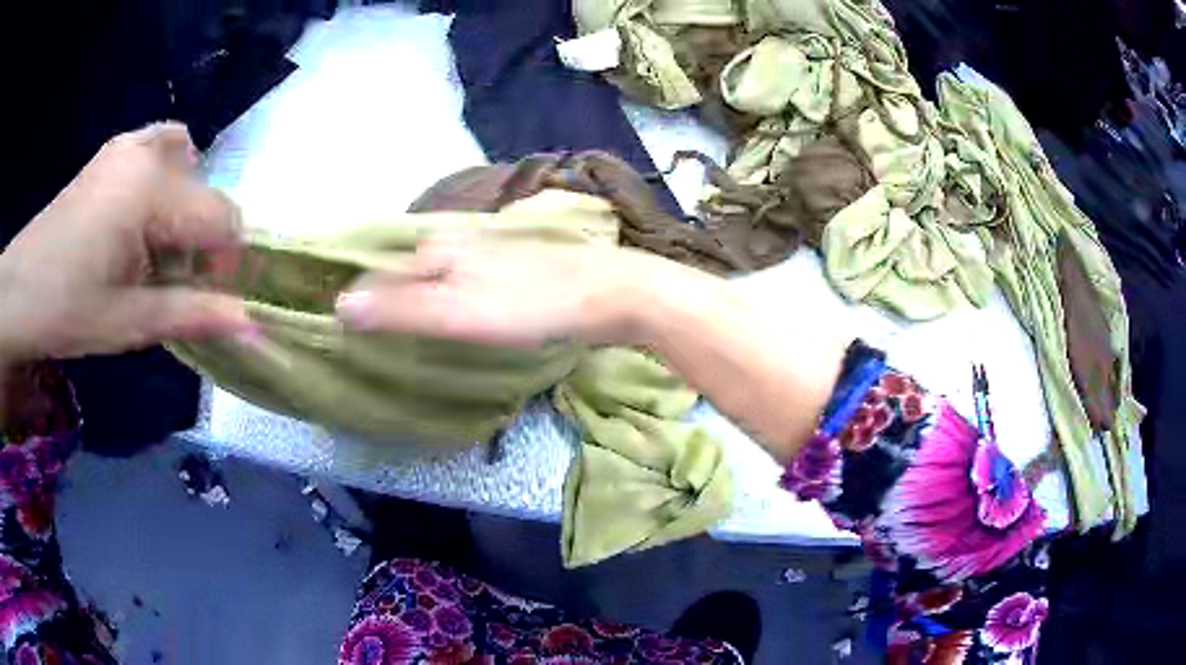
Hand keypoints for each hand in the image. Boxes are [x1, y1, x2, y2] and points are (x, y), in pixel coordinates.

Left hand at [0, 123, 250, 365]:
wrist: (18, 291)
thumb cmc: (64, 310)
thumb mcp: (126, 323)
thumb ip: (190, 315)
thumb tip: (251, 325)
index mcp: (151, 191)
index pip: (221, 216)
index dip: (227, 262)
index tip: (208, 300)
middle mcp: (146, 153)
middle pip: (205, 187)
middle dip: (202, 237)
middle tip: (173, 281)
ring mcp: (126, 146)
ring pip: (185, 156)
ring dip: (184, 200)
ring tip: (157, 244)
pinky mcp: (110, 153)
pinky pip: (156, 146)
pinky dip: (162, 177)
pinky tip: (138, 217)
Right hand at [335, 235, 664, 348]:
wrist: (611, 293)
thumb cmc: (532, 304)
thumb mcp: (458, 312)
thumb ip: (400, 309)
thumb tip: (340, 305)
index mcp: (439, 249)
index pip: (381, 274)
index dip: (362, 301)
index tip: (348, 331)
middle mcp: (457, 242)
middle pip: (407, 271)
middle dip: (388, 299)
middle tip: (376, 336)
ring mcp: (488, 251)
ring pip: (436, 274)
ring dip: (418, 299)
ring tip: (408, 330)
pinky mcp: (513, 266)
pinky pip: (465, 280)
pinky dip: (451, 298)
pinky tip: (458, 313)